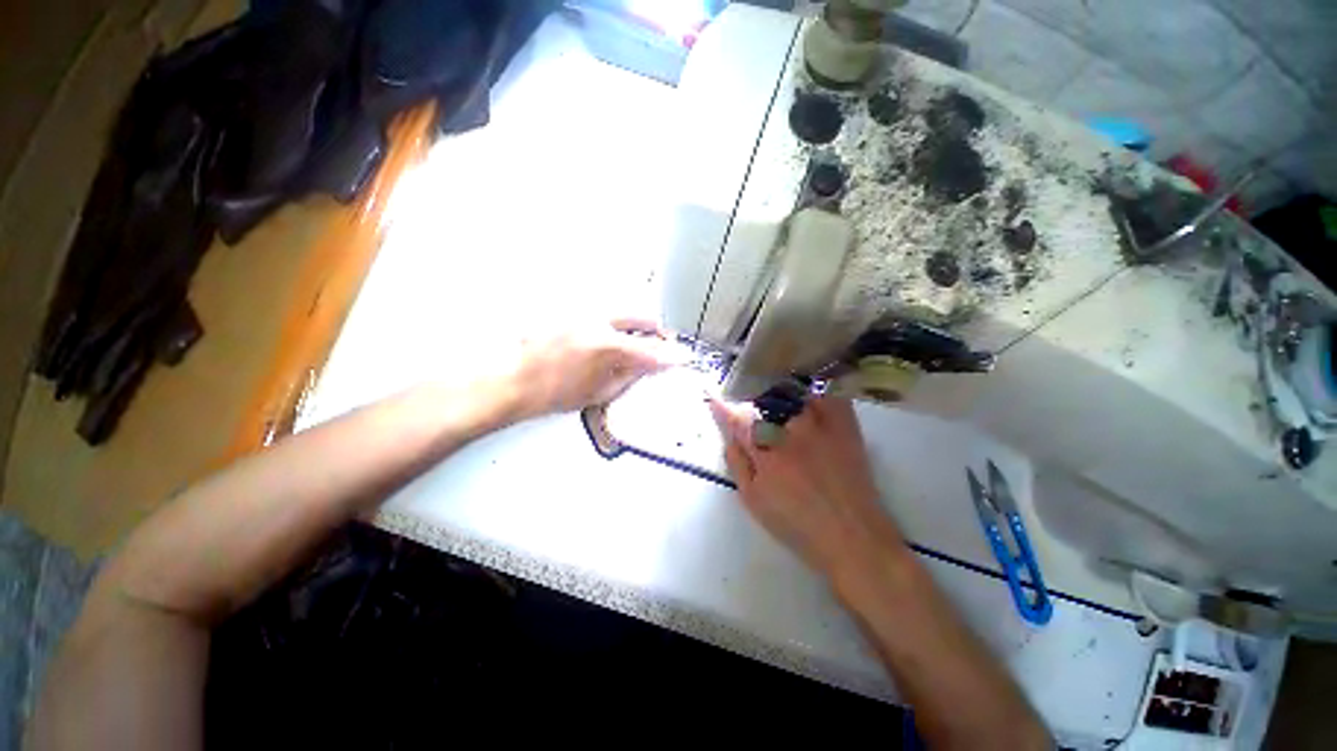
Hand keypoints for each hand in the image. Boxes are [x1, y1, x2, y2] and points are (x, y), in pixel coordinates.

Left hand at [508, 318, 687, 418]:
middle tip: (663, 345)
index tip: (680, 357)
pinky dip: (616, 324)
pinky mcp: (573, 312)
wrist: (516, 381)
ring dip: (638, 326)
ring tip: (638, 343)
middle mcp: (596, 322)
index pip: (650, 349)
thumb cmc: (550, 391)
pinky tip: (612, 339)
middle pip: (643, 318)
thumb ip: (631, 376)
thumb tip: (649, 367)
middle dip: (658, 332)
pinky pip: (605, 313)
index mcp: (606, 347)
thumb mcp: (600, 392)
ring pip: (625, 312)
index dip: (671, 355)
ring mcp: (583, 314)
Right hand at [710, 397, 902, 578]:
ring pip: (792, 394)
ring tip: (777, 404)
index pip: (737, 419)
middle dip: (752, 405)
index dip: (722, 406)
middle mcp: (791, 431)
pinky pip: (827, 396)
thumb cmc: (797, 523)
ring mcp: (820, 426)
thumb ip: (737, 464)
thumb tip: (729, 437)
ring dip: (779, 395)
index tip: (711, 393)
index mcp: (766, 452)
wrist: (853, 536)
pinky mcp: (845, 427)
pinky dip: (815, 393)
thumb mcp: (754, 500)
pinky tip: (809, 398)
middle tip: (753, 415)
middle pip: (763, 403)